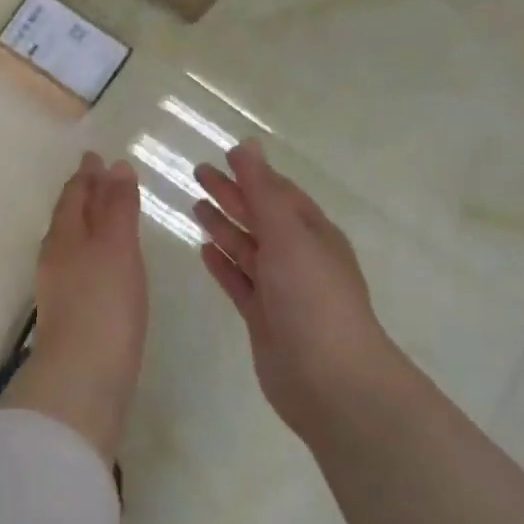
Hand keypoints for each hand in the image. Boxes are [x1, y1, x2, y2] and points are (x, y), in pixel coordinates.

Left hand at [0, 152, 148, 463]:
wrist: (82, 377)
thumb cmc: (103, 303)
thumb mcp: (115, 247)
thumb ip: (116, 207)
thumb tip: (114, 166)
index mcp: (64, 235)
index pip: (74, 195)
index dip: (86, 174)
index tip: (95, 156)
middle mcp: (56, 257)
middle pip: (69, 216)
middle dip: (84, 195)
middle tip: (100, 178)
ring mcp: (60, 288)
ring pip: (73, 242)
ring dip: (88, 223)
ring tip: (105, 215)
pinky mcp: (71, 314)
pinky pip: (82, 268)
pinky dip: (94, 253)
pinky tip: (105, 265)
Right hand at [192, 140, 384, 438]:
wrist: (329, 379)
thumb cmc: (312, 296)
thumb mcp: (287, 234)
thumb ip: (262, 190)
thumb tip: (247, 144)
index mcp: (313, 233)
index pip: (279, 193)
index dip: (252, 173)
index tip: (222, 155)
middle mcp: (298, 258)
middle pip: (259, 217)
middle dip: (232, 195)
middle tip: (197, 174)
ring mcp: (280, 289)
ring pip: (247, 248)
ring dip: (224, 226)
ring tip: (195, 206)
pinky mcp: (263, 317)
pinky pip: (238, 281)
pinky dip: (222, 264)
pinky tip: (203, 250)